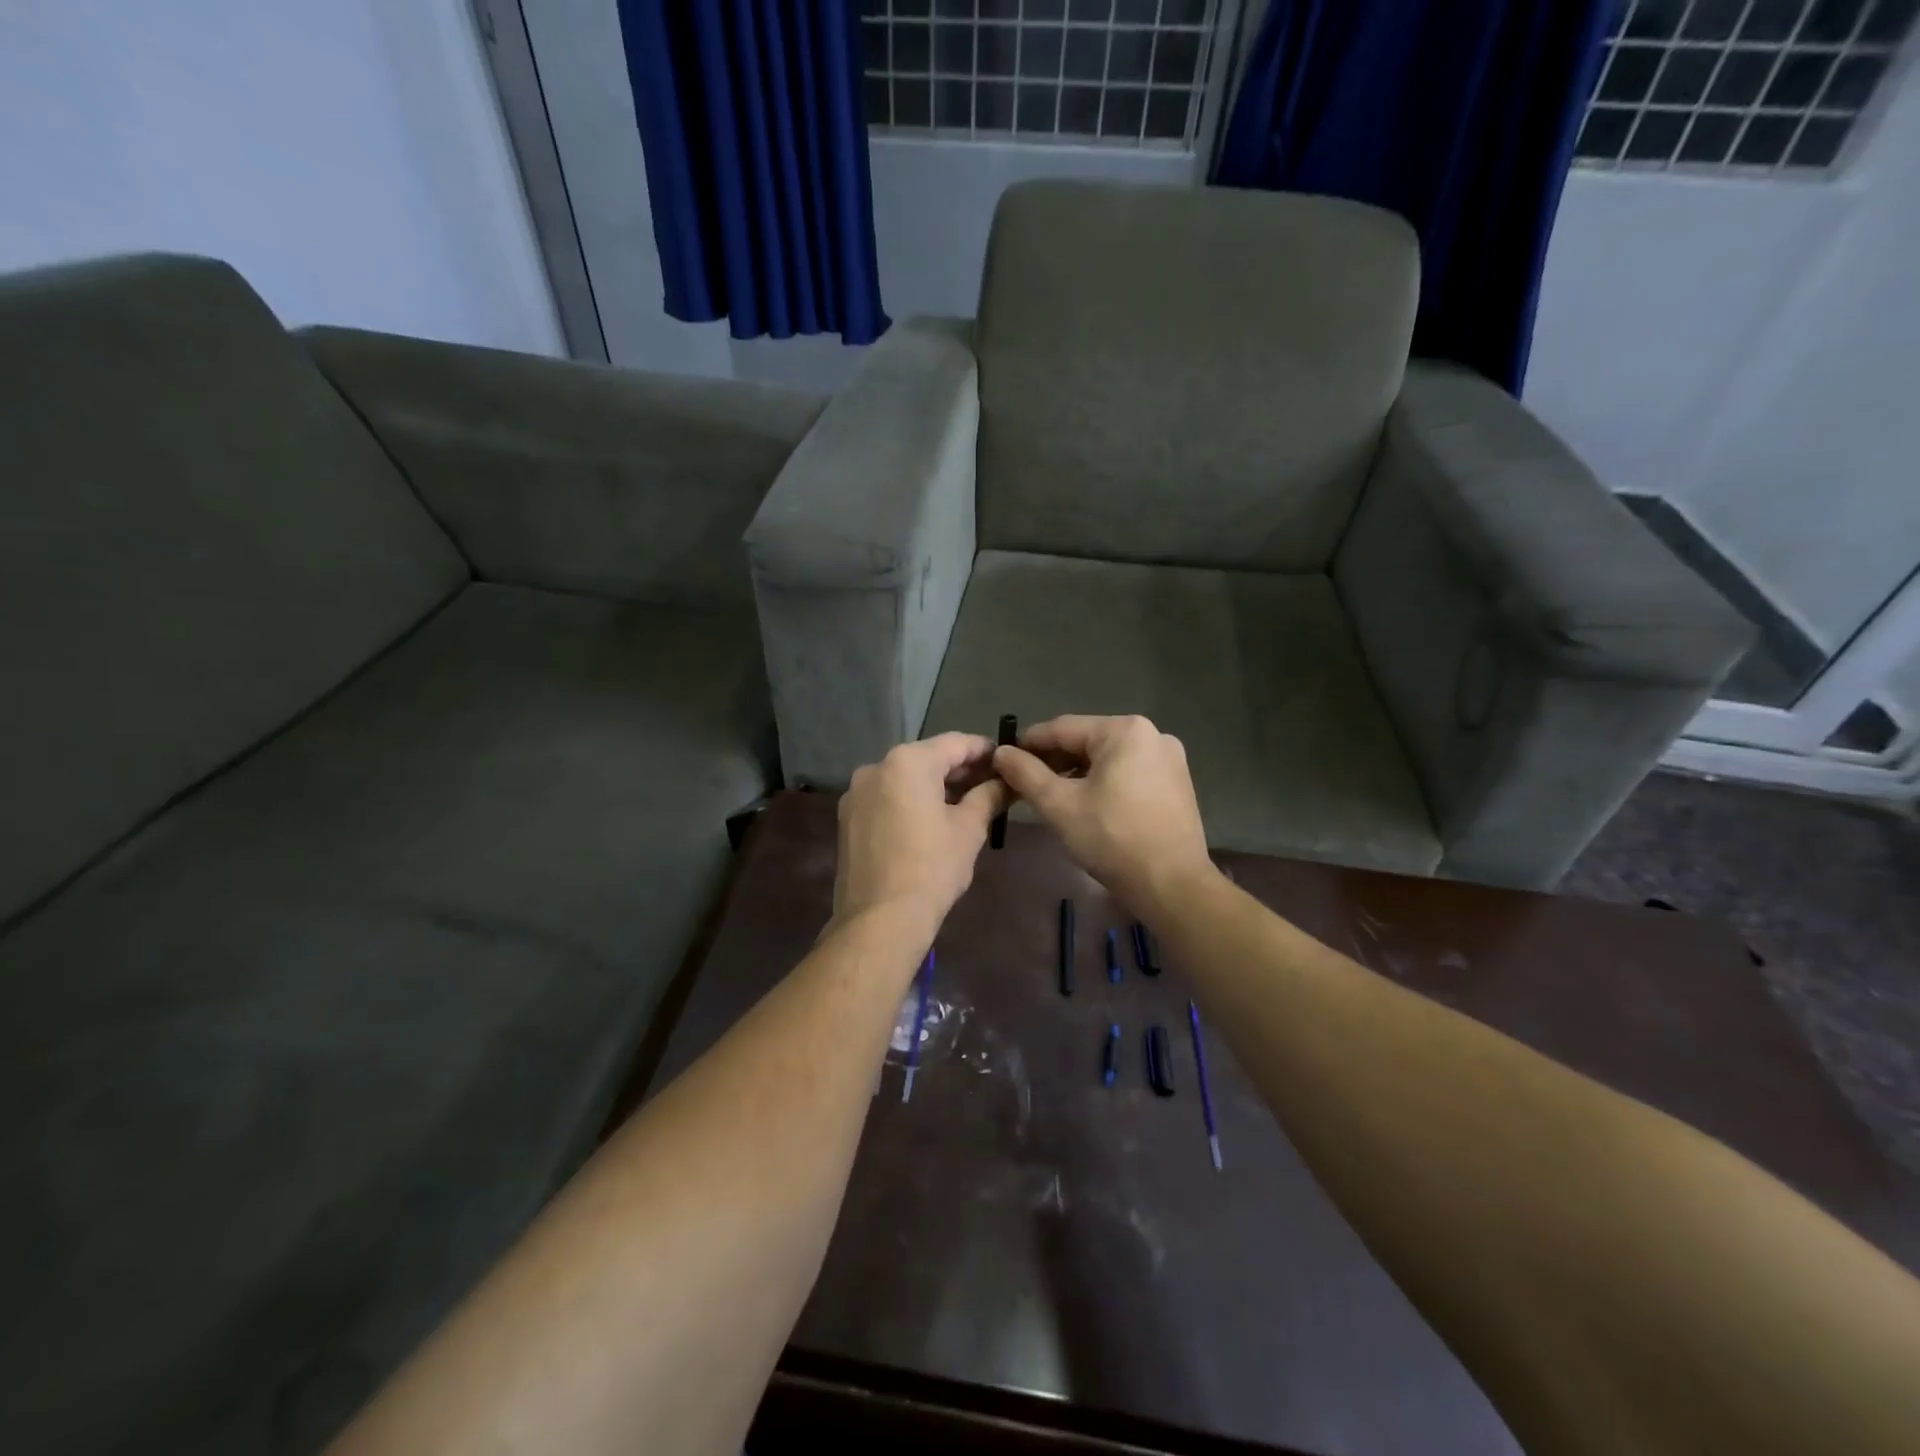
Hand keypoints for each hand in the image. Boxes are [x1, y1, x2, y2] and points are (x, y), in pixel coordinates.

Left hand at [832, 733, 1009, 932]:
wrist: (880, 919)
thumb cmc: (932, 868)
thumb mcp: (970, 829)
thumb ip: (988, 796)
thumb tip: (1006, 781)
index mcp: (908, 761)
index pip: (955, 743)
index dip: (984, 750)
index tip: (1006, 760)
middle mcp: (876, 767)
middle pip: (927, 758)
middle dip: (959, 770)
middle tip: (990, 784)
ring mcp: (856, 793)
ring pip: (904, 779)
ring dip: (933, 787)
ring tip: (964, 805)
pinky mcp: (847, 819)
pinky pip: (886, 799)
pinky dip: (909, 802)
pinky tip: (930, 823)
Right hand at [993, 715, 1213, 911]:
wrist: (1171, 885)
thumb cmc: (1111, 839)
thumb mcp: (1058, 805)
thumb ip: (1025, 773)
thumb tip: (1001, 753)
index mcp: (1124, 730)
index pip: (1062, 729)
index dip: (1028, 745)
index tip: (1003, 762)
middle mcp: (1152, 734)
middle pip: (1087, 741)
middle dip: (1054, 761)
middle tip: (1025, 785)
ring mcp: (1169, 758)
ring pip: (1107, 758)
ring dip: (1077, 773)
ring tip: (1053, 798)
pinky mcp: (1177, 782)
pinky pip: (1128, 772)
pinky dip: (1104, 783)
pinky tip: (1089, 806)